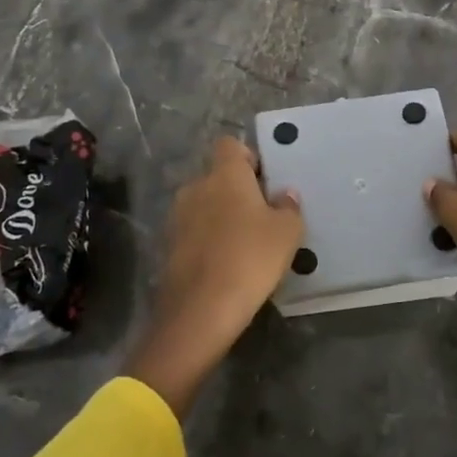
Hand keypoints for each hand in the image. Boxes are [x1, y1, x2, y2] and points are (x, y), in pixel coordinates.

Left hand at [123, 138, 303, 415]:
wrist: (201, 310)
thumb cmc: (251, 258)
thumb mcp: (287, 232)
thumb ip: (288, 207)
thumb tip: (284, 194)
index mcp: (225, 174)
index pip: (230, 145)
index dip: (248, 157)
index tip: (264, 180)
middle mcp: (196, 187)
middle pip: (217, 177)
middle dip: (236, 190)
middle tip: (261, 215)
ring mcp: (177, 217)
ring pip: (204, 204)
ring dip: (220, 216)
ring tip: (243, 242)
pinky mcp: (168, 246)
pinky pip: (193, 231)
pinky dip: (207, 240)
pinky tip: (225, 263)